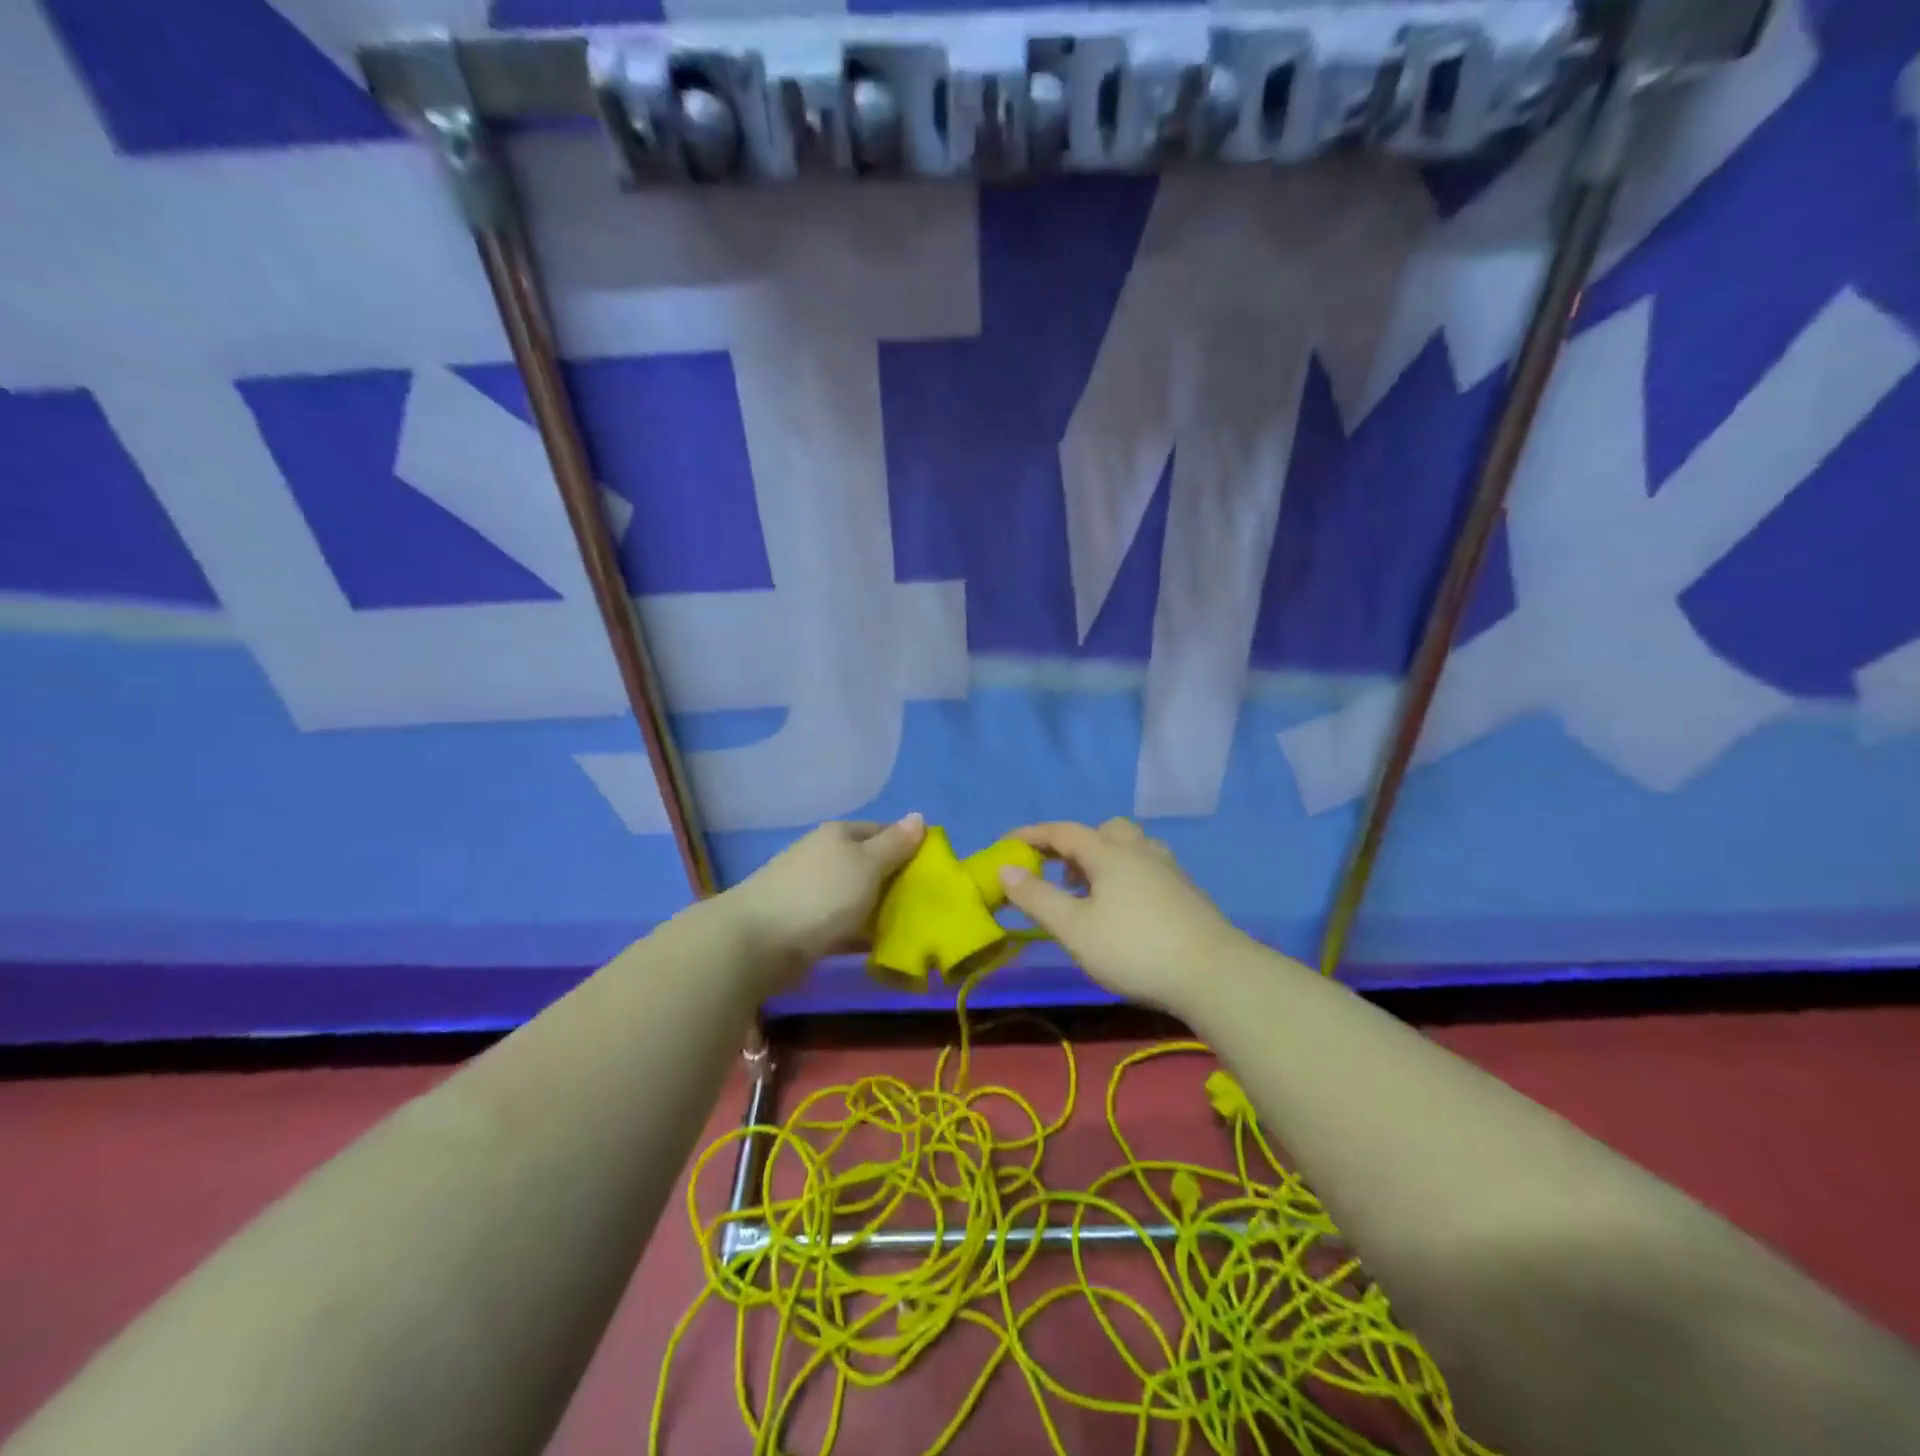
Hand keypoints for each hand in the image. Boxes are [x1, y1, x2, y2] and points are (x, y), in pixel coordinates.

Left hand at [724, 815, 926, 989]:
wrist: (757, 941)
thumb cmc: (821, 894)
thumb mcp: (867, 864)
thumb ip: (895, 844)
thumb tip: (918, 816)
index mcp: (841, 835)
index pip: (885, 831)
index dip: (911, 847)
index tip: (937, 872)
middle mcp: (826, 857)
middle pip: (873, 865)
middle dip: (900, 884)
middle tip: (931, 907)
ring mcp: (814, 892)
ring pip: (860, 897)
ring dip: (883, 912)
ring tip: (915, 933)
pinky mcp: (807, 925)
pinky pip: (845, 926)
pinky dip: (863, 935)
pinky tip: (884, 950)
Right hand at [998, 818, 1250, 1013]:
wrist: (1213, 974)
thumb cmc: (1134, 948)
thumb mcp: (1074, 928)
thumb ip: (1037, 897)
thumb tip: (1005, 869)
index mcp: (1108, 852)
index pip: (1062, 831)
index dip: (1032, 834)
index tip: (1008, 841)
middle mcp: (1139, 851)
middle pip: (1103, 831)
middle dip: (1076, 845)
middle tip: (1059, 874)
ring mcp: (1167, 870)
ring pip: (1129, 848)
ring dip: (1103, 860)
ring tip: (1090, 894)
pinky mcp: (1186, 892)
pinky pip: (1146, 868)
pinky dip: (1125, 876)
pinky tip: (1124, 910)